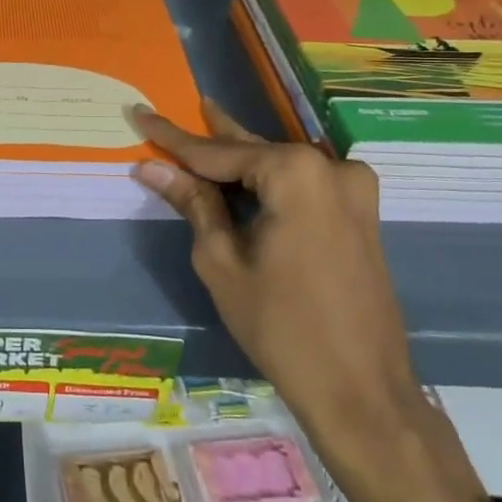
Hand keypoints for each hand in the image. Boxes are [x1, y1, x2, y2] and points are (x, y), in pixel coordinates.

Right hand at [132, 99, 487, 501]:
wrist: (360, 391)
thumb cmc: (280, 326)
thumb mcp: (221, 261)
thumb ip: (192, 203)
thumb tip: (152, 167)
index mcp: (295, 173)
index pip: (216, 151)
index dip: (172, 137)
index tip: (139, 111)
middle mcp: (331, 168)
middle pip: (253, 150)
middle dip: (211, 137)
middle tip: (176, 110)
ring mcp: (354, 191)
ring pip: (279, 166)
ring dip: (241, 160)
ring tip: (205, 130)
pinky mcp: (361, 215)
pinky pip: (304, 185)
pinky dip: (269, 182)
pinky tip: (243, 177)